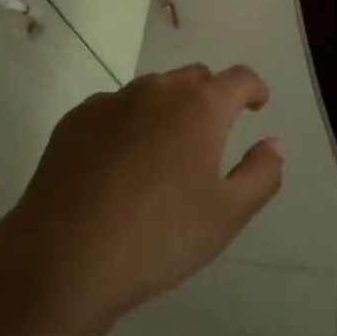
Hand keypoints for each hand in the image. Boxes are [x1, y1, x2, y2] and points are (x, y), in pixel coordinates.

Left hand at [0, 64, 283, 330]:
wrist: (62, 258)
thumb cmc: (157, 238)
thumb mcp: (226, 217)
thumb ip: (260, 175)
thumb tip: (274, 143)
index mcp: (201, 107)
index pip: (238, 78)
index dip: (253, 88)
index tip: (256, 104)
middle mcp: (159, 90)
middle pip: (195, 78)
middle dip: (210, 97)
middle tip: (210, 135)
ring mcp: (113, 100)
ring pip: (153, 90)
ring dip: (167, 108)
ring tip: (163, 151)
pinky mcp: (77, 118)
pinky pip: (114, 108)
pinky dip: (127, 123)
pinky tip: (117, 164)